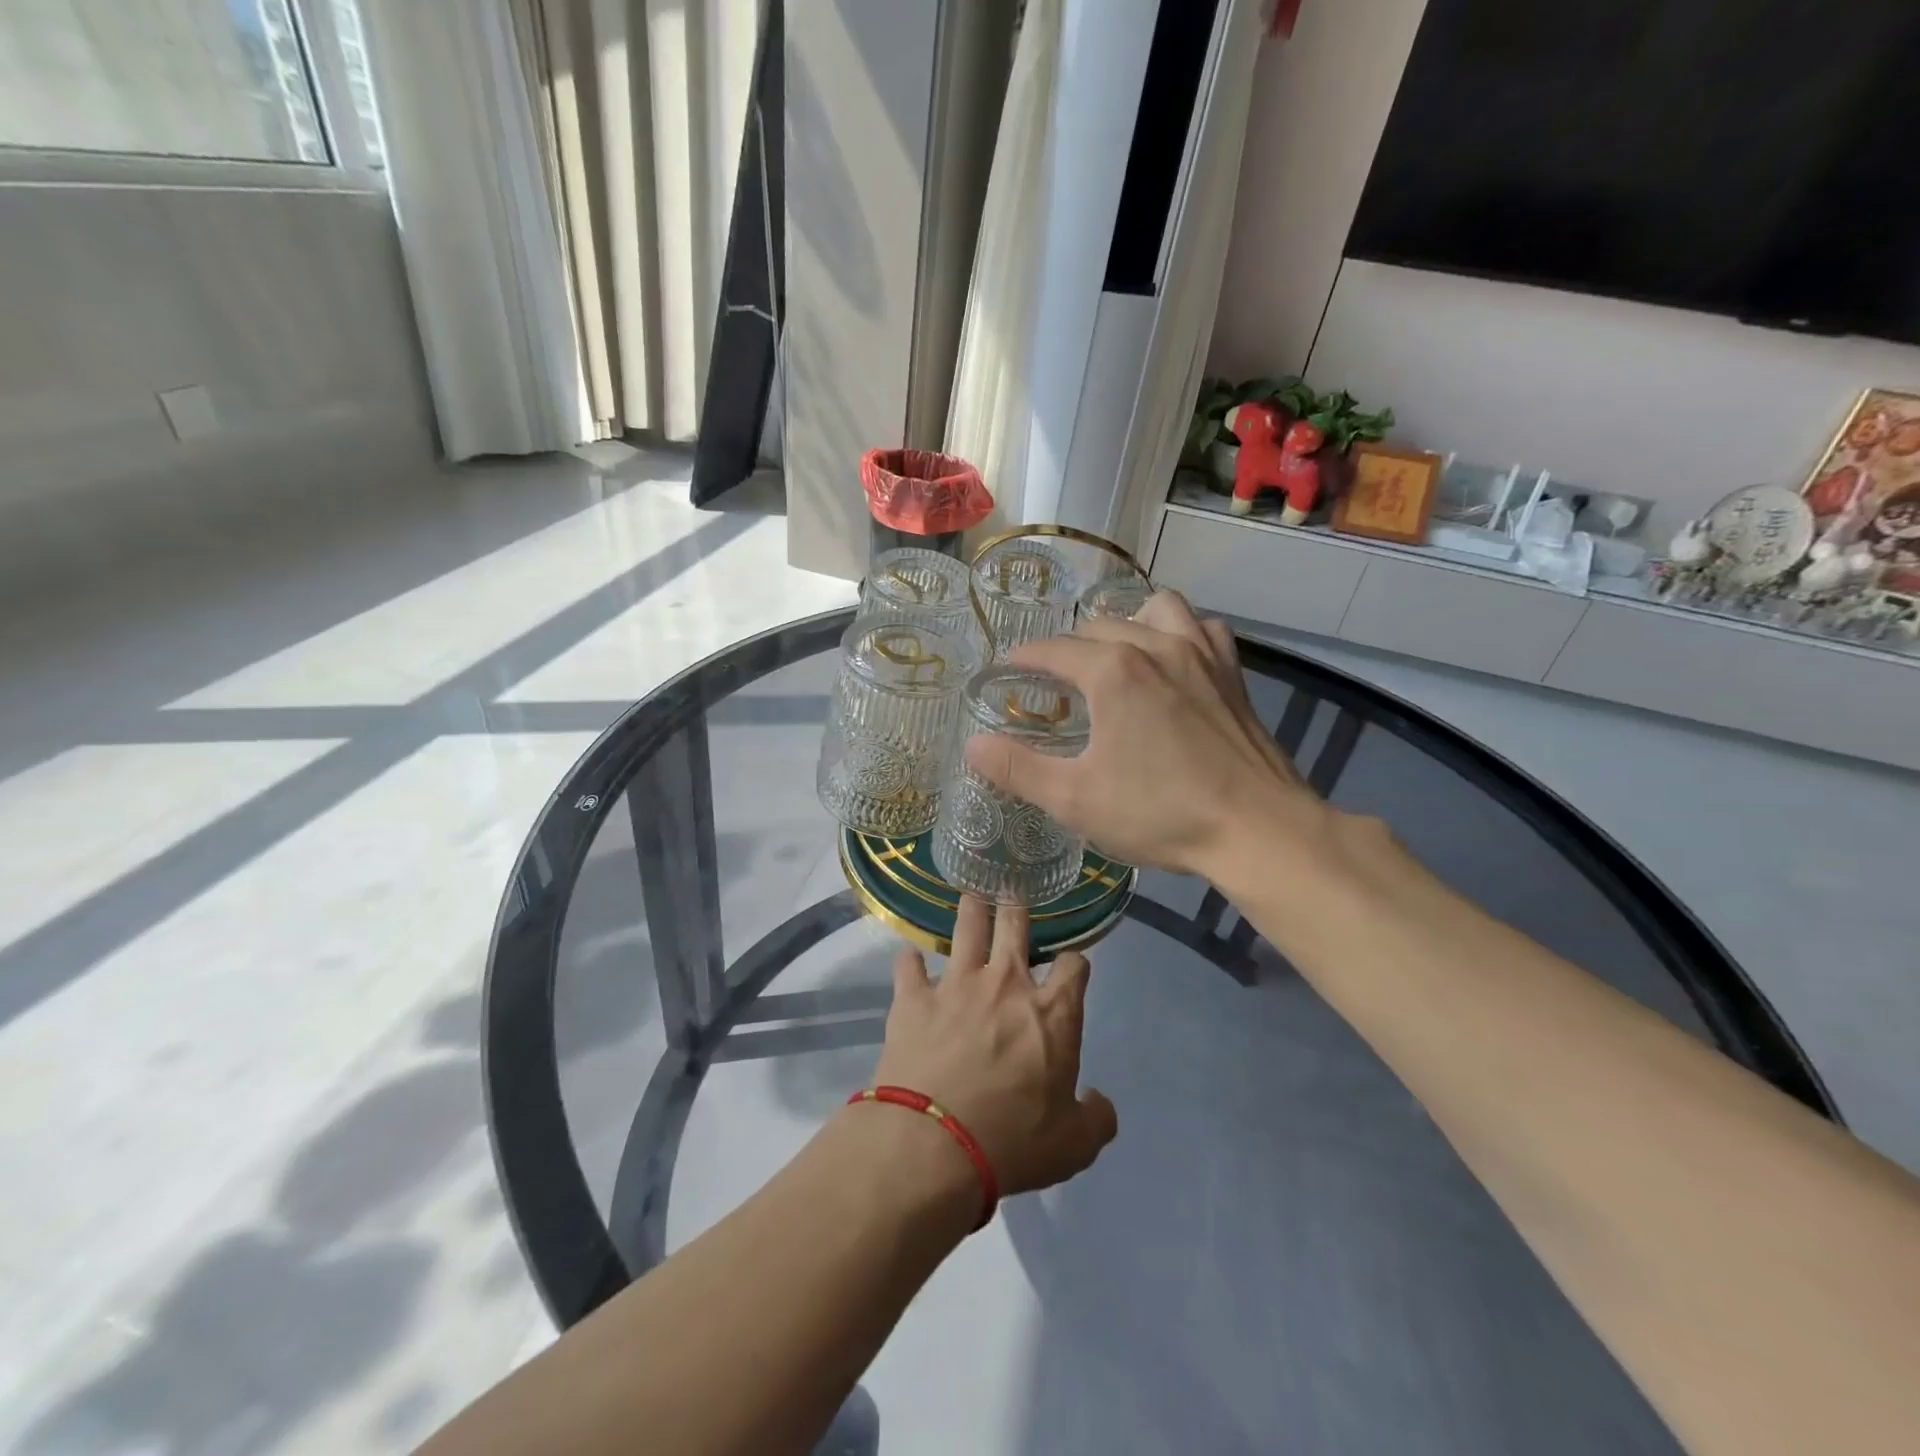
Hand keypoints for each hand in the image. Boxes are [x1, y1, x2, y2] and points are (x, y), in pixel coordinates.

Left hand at [872, 897, 1116, 1200]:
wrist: (934, 1145)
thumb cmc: (1013, 1143)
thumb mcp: (1075, 1145)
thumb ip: (1096, 1118)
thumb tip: (1100, 1102)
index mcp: (1052, 1013)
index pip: (1074, 965)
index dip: (1075, 964)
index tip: (1070, 970)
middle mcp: (1006, 984)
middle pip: (1016, 925)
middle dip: (1017, 908)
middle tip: (1012, 896)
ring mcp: (956, 985)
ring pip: (966, 928)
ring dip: (970, 910)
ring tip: (971, 895)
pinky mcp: (914, 998)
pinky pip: (908, 966)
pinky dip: (910, 962)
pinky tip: (909, 960)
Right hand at [963, 590, 1326, 877]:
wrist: (1257, 829)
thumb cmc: (1160, 813)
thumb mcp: (1075, 799)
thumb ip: (1018, 769)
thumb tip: (972, 746)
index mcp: (1112, 671)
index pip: (1053, 650)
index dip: (1024, 658)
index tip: (1008, 669)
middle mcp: (1155, 645)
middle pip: (1098, 626)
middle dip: (1069, 647)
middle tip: (1057, 682)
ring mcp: (1201, 653)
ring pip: (1156, 609)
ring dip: (1128, 623)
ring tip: (1116, 654)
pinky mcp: (1233, 672)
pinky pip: (1202, 629)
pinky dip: (1181, 632)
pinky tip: (1175, 659)